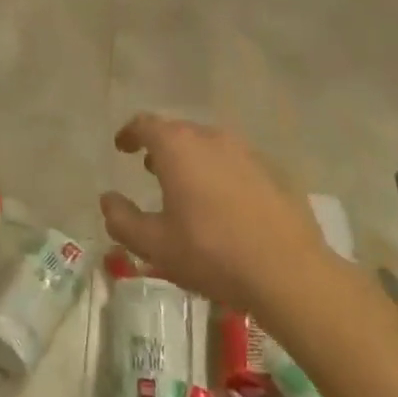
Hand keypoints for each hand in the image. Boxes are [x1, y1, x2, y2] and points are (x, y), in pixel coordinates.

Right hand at [102, 113, 337, 318]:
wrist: (289, 272)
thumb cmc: (212, 254)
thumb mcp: (155, 245)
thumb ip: (123, 220)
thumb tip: (108, 200)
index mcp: (178, 147)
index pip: (146, 124)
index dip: (130, 133)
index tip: (122, 146)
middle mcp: (212, 138)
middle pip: (179, 131)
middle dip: (161, 147)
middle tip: (150, 169)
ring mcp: (247, 152)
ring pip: (209, 146)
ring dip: (192, 159)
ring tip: (186, 187)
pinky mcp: (273, 172)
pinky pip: (235, 163)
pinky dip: (220, 173)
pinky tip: (223, 205)